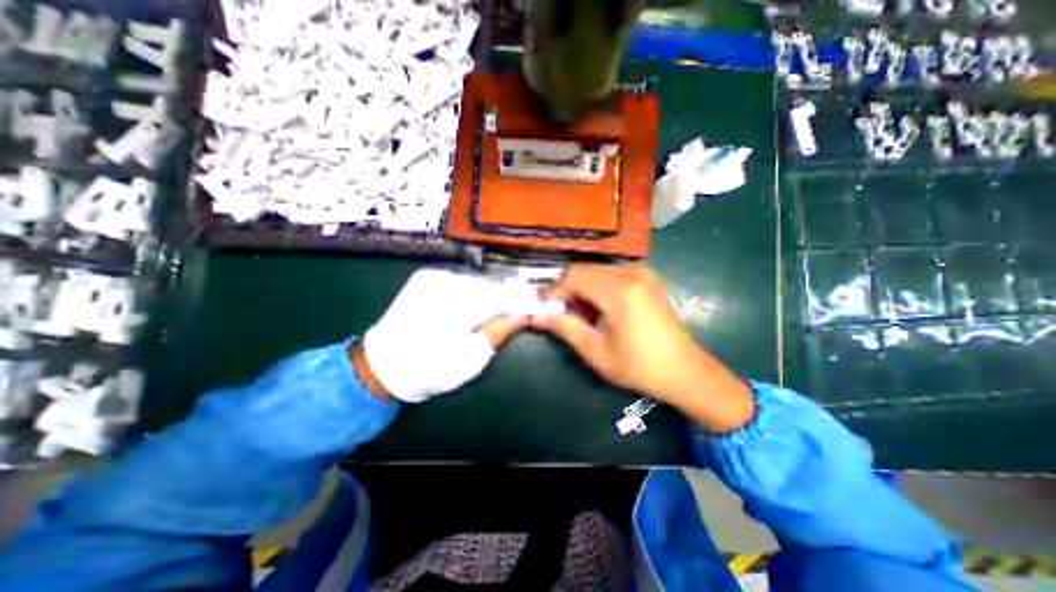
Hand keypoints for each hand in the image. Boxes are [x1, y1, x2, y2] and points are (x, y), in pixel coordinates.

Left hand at [358, 272, 559, 404]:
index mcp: (457, 303)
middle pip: (494, 285)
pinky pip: (464, 280)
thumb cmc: (429, 370)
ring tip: (513, 303)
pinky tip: (485, 301)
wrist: (380, 365)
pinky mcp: (427, 276)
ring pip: (480, 281)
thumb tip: (525, 312)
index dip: (532, 301)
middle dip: (516, 294)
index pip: (506, 297)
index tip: (554, 303)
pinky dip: (479, 290)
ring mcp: (434, 275)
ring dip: (497, 292)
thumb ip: (500, 329)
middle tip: (535, 303)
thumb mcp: (472, 358)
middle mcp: (446, 280)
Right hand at [533, 266, 754, 431]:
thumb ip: (564, 327)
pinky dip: (597, 288)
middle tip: (561, 314)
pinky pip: (611, 274)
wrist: (684, 370)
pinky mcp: (646, 278)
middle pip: (584, 270)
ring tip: (581, 315)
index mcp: (620, 290)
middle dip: (567, 290)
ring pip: (596, 271)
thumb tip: (535, 316)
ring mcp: (642, 273)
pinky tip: (599, 309)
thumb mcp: (595, 351)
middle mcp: (631, 273)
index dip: (553, 290)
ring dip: (582, 289)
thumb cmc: (638, 366)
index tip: (542, 307)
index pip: (573, 277)